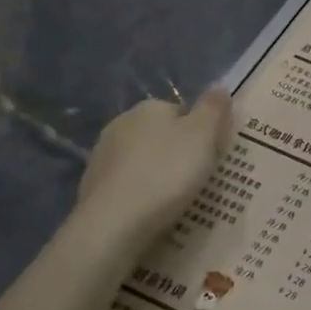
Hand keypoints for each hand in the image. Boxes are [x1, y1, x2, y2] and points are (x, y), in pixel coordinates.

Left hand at [72, 89, 234, 246]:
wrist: (114, 224)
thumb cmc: (166, 174)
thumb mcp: (203, 137)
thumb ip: (213, 109)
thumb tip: (219, 85)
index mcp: (149, 108)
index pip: (182, 112)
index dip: (200, 133)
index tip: (212, 157)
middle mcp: (121, 124)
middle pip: (161, 135)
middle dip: (177, 153)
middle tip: (198, 180)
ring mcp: (102, 156)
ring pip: (143, 161)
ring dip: (158, 174)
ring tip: (177, 201)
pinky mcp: (92, 187)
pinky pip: (128, 186)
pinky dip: (140, 195)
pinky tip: (152, 213)